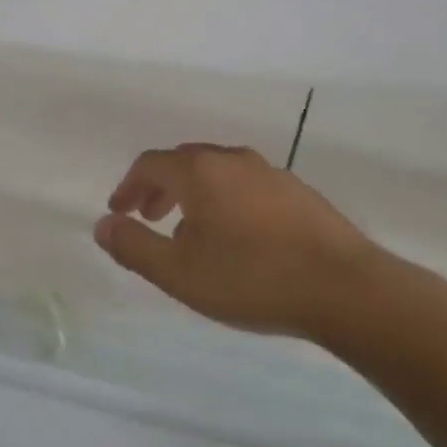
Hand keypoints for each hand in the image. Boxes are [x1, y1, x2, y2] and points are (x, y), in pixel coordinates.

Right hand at [94, 144, 388, 339]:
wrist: (343, 287)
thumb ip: (134, 247)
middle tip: (148, 217)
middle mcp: (233, 159)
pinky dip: (225, 200)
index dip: (128, 186)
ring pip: (218, 173)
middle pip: (184, 162)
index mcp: (200, 171)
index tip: (119, 211)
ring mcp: (270, 172)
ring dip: (193, 194)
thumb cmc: (251, 278)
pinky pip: (246, 185)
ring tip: (189, 230)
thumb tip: (103, 225)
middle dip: (159, 188)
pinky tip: (236, 237)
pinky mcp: (298, 191)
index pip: (150, 164)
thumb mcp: (179, 272)